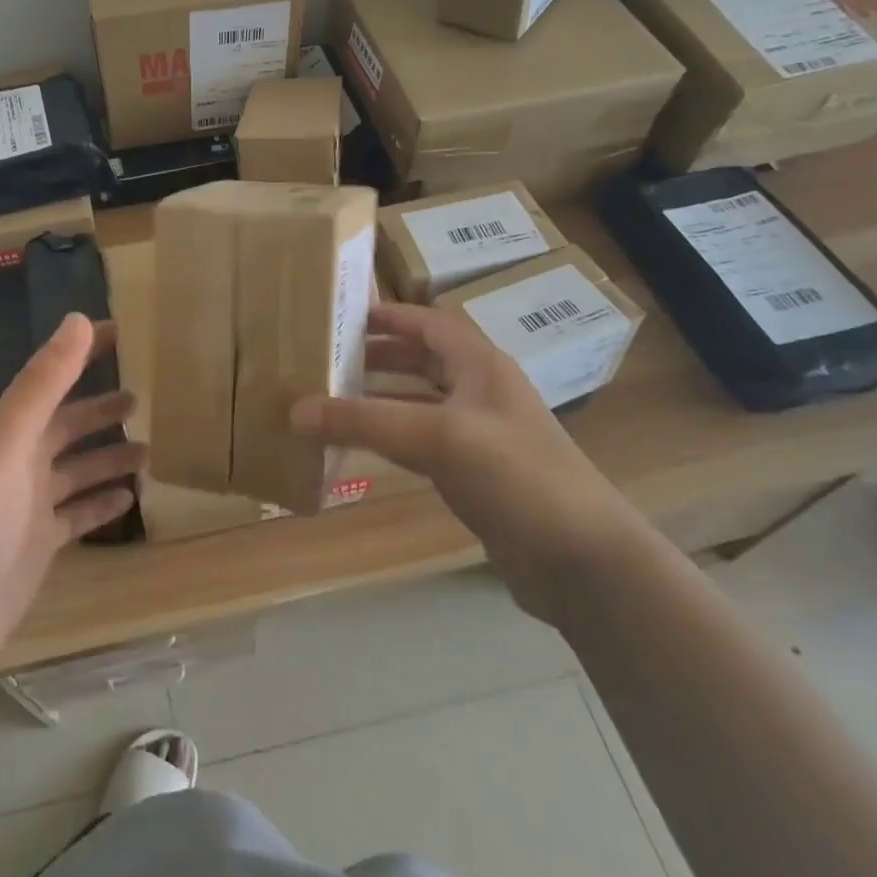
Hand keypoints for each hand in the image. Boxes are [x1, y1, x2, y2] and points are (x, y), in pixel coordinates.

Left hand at [0, 313, 144, 679]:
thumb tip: (78, 320)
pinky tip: (130, 498)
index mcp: (10, 430)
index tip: (121, 333)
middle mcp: (21, 460)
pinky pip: (78, 515)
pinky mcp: (40, 545)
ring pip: (78, 471)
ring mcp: (31, 505)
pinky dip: (101, 504)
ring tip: (149, 449)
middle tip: (142, 396)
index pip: (53, 378)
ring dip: (108, 457)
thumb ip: (43, 382)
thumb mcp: (9, 440)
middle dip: (101, 409)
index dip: (82, 354)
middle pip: (68, 426)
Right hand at [291, 302, 643, 623]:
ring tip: (332, 398)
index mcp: (480, 365)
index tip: (341, 316)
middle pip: (422, 360)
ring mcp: (481, 435)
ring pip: (420, 402)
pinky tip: (362, 447)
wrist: (582, 561)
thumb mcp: (437, 437)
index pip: (428, 323)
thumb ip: (364, 421)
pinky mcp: (477, 476)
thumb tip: (294, 410)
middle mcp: (481, 392)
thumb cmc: (516, 476)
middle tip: (327, 359)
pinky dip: (391, 438)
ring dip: (380, 397)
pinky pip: (423, 443)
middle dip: (377, 356)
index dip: (388, 316)